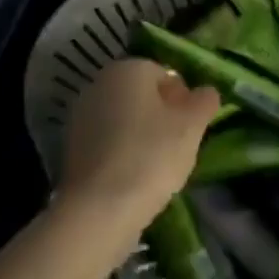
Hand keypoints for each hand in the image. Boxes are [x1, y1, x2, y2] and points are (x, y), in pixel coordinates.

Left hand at [58, 57, 218, 235]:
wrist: (98, 209)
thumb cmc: (151, 156)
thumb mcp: (191, 127)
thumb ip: (204, 102)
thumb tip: (206, 91)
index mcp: (128, 68)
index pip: (165, 75)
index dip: (183, 101)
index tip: (191, 129)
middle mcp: (99, 82)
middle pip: (141, 96)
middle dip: (161, 117)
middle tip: (177, 148)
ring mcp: (81, 115)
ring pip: (124, 120)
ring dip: (141, 136)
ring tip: (157, 169)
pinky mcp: (71, 147)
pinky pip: (107, 143)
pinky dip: (121, 154)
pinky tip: (132, 180)